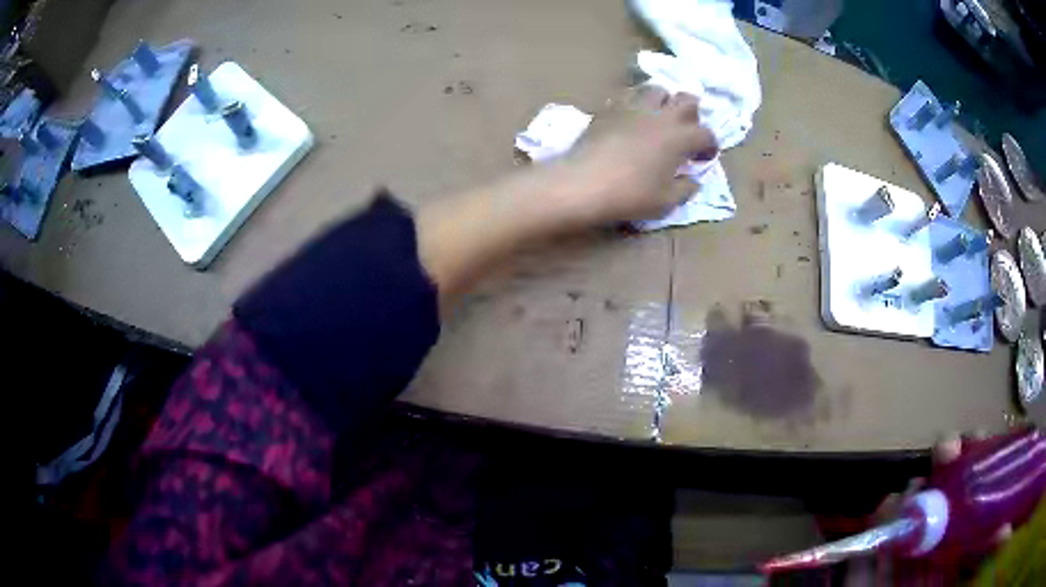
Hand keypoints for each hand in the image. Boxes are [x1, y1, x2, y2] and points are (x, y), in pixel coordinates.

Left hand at [552, 85, 718, 226]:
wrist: (583, 182)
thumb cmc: (630, 194)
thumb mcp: (665, 202)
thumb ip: (685, 189)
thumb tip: (693, 180)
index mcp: (680, 138)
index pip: (706, 134)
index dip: (710, 145)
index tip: (703, 158)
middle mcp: (661, 116)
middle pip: (686, 100)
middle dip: (692, 113)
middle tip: (686, 130)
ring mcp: (634, 107)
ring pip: (657, 89)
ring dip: (664, 100)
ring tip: (660, 117)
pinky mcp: (610, 107)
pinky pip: (629, 95)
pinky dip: (637, 102)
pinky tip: (633, 117)